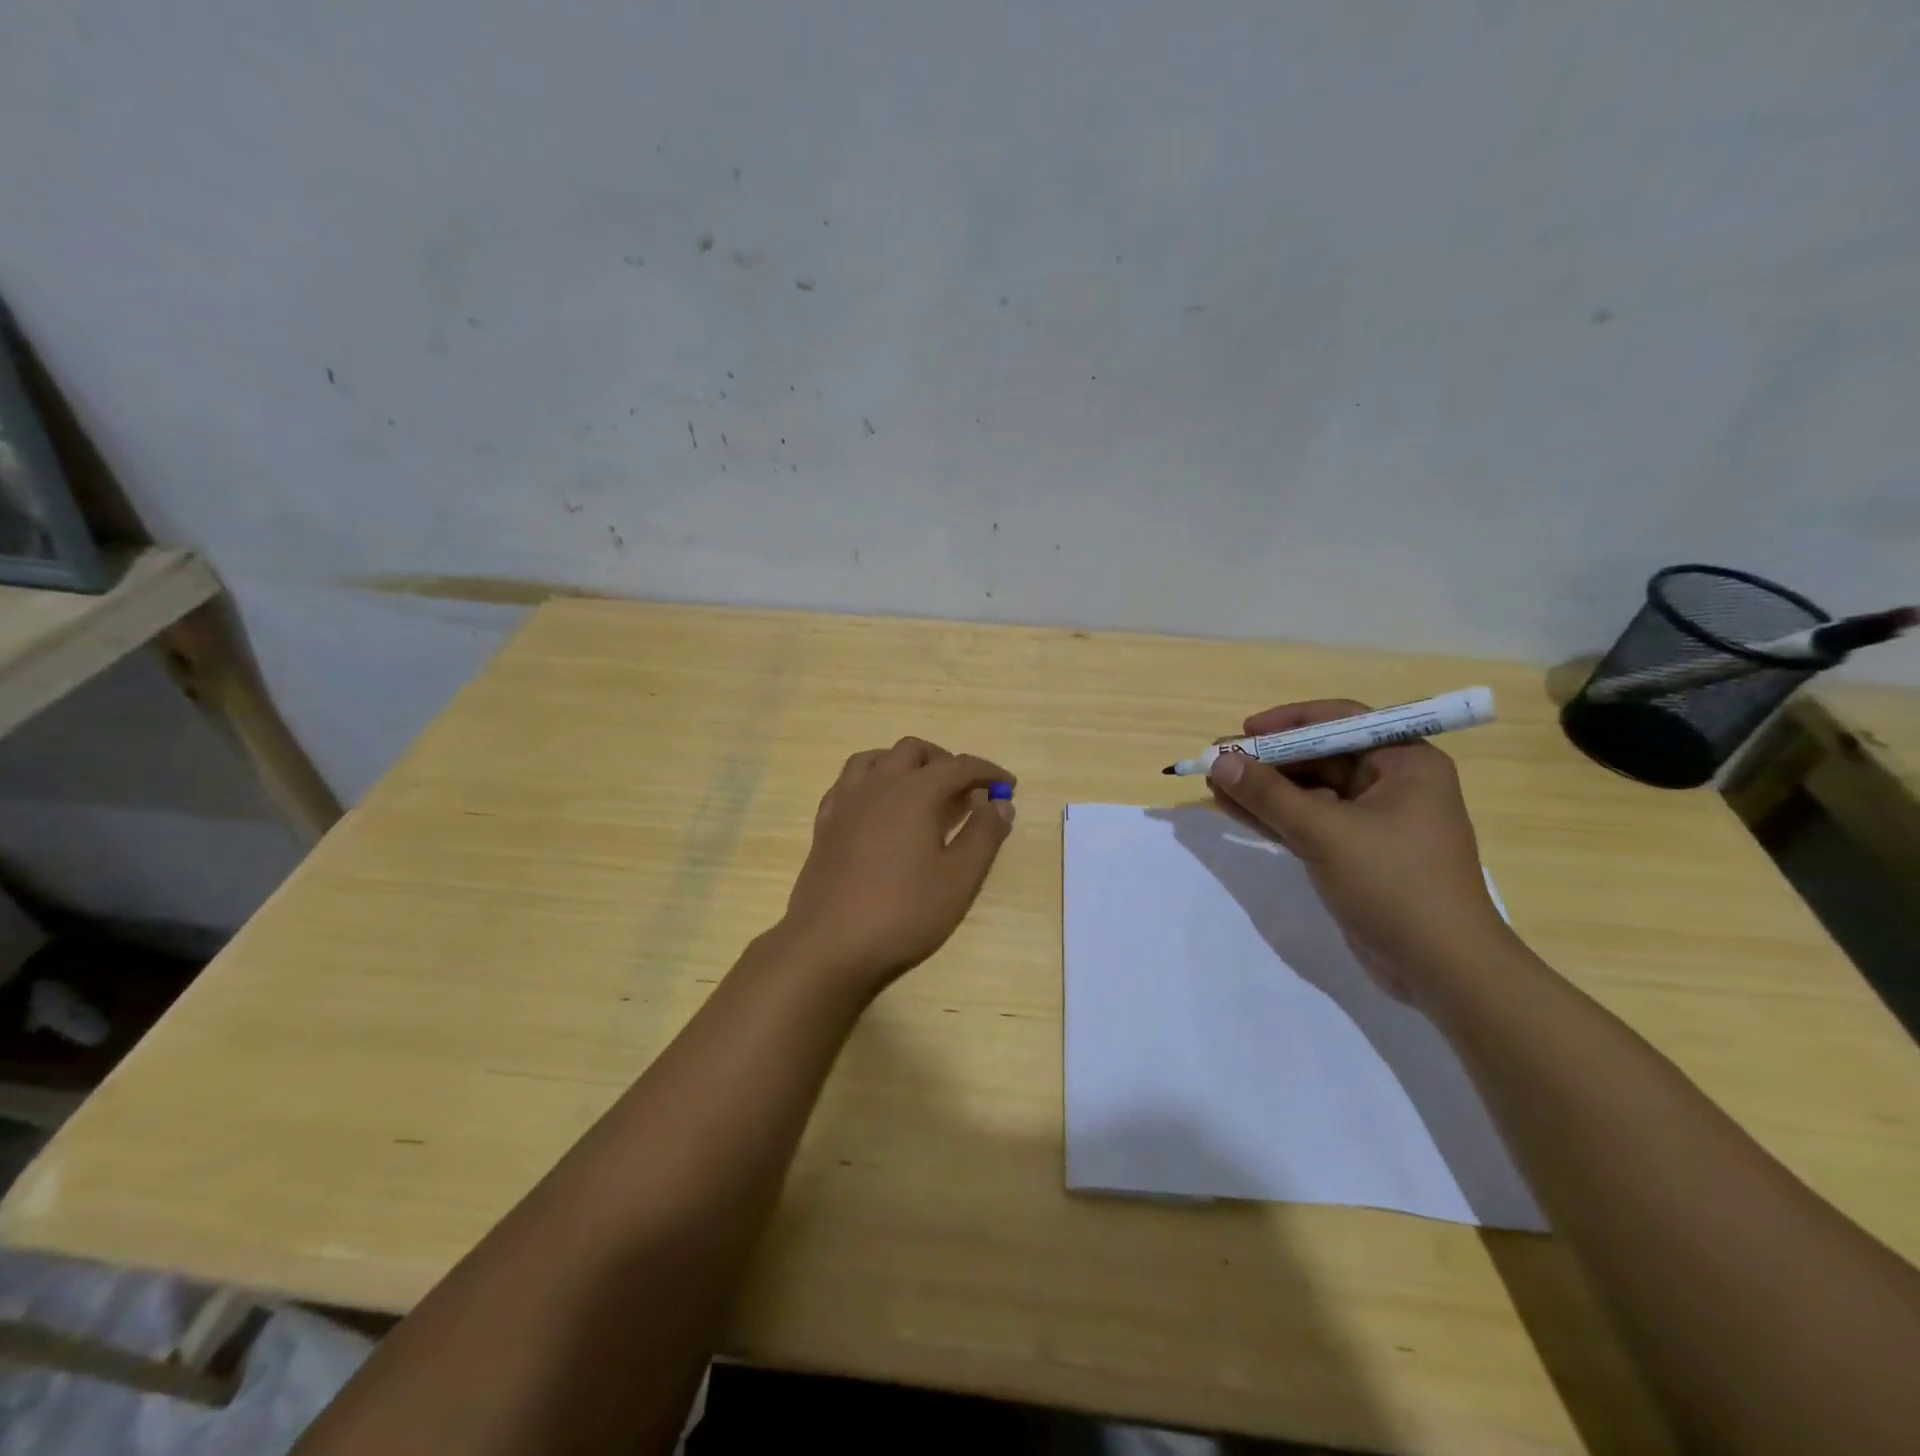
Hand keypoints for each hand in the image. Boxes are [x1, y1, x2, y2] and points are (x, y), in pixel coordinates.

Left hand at [776, 737, 1015, 995]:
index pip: (958, 766)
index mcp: (914, 792)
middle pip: (913, 750)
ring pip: (875, 758)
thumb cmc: (903, 912)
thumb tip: (1002, 803)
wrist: (829, 945)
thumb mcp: (959, 879)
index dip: (987, 772)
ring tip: (922, 789)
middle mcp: (878, 785)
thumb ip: (984, 835)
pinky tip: (879, 807)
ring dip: (904, 763)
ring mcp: (846, 801)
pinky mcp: (825, 822)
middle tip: (965, 789)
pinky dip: (872, 781)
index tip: (1008, 785)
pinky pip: (849, 781)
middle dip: (945, 761)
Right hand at [1205, 700, 1508, 1001]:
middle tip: (1218, 762)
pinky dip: (1274, 816)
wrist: (1441, 969)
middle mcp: (1393, 783)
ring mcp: (1374, 821)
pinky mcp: (1357, 853)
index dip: (1288, 722)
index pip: (1341, 721)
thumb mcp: (1326, 833)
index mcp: (1405, 762)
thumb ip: (1269, 795)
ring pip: (1310, 791)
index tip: (1244, 731)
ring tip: (1214, 783)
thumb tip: (1219, 761)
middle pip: (1321, 756)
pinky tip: (1234, 809)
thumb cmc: (1394, 884)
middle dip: (1268, 760)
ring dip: (1264, 789)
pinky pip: (1309, 821)